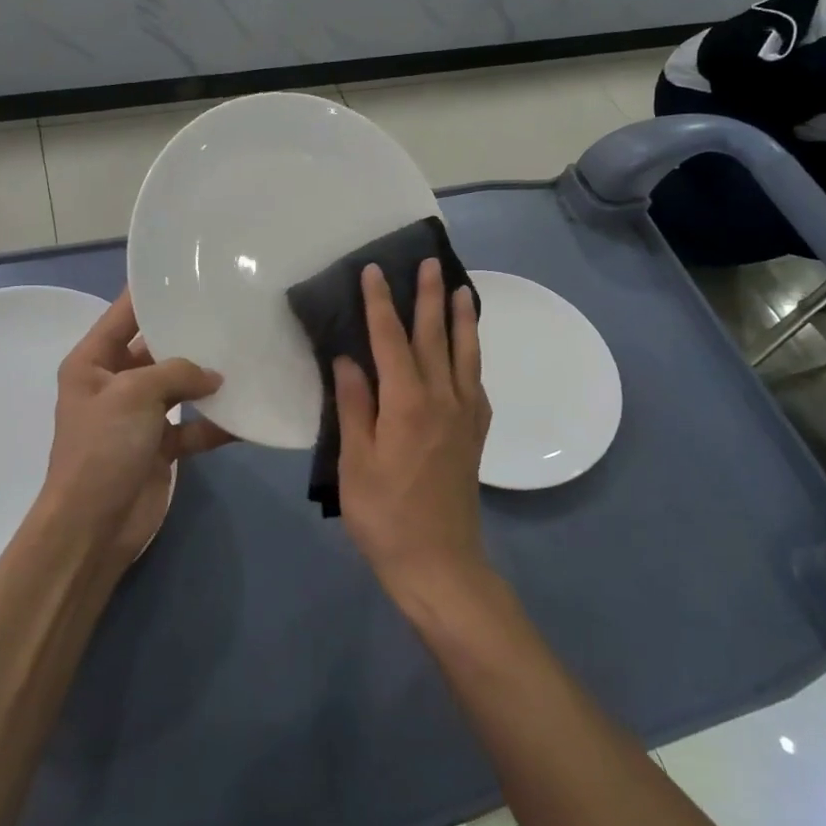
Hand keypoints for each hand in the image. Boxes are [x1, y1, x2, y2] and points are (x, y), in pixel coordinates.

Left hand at [37, 290, 232, 568]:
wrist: (94, 525)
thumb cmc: (103, 447)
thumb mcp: (135, 394)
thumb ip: (177, 372)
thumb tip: (215, 375)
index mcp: (93, 362)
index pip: (125, 314)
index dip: (152, 292)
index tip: (190, 272)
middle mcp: (114, 383)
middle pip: (157, 349)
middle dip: (190, 336)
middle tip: (233, 313)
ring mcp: (138, 416)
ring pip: (179, 387)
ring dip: (208, 381)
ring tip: (248, 357)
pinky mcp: (159, 446)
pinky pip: (192, 426)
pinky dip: (215, 424)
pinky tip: (247, 415)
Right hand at [334, 260, 492, 612]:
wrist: (439, 563)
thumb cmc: (384, 515)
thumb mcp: (355, 461)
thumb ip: (355, 406)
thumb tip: (349, 360)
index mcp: (407, 403)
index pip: (391, 339)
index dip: (381, 303)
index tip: (375, 271)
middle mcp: (442, 399)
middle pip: (434, 337)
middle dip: (429, 297)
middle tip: (429, 262)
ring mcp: (464, 415)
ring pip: (465, 354)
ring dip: (462, 319)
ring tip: (463, 290)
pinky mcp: (474, 434)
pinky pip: (476, 382)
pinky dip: (472, 356)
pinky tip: (469, 351)